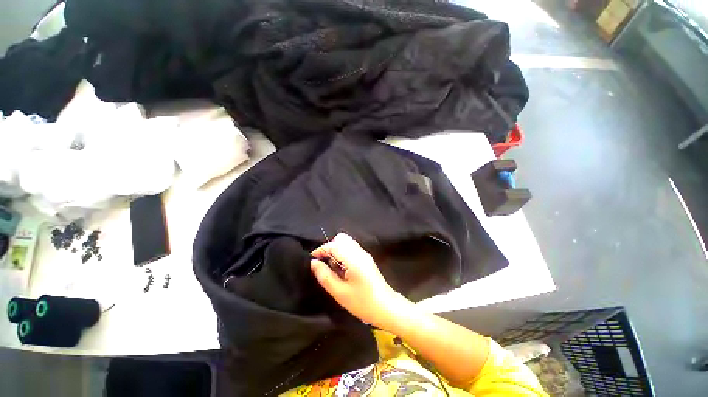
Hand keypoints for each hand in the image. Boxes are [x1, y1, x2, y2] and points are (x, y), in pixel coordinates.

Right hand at [310, 233, 409, 327]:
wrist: (386, 307)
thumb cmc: (362, 302)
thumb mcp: (340, 292)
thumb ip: (324, 276)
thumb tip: (313, 263)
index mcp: (353, 258)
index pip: (333, 245)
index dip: (320, 250)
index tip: (312, 260)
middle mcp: (359, 252)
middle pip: (341, 239)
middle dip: (330, 248)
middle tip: (324, 264)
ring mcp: (364, 254)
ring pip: (346, 243)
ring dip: (336, 251)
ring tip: (332, 268)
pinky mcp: (366, 259)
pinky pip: (351, 249)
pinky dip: (343, 254)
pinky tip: (342, 269)